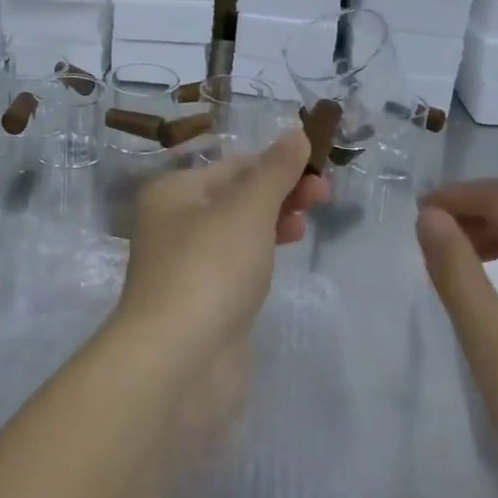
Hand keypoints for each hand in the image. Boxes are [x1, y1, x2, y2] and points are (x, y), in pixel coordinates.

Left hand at [113, 131, 326, 427]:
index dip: (278, 163)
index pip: (233, 166)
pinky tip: (280, 258)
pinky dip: (261, 256)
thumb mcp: (247, 208)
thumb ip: (275, 171)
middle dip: (280, 193)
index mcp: (174, 192)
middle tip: (324, 197)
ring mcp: (187, 267)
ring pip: (238, 232)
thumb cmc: (210, 268)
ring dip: (274, 222)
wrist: (177, 364)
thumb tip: (296, 134)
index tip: (320, 170)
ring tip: (305, 227)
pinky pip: (236, 267)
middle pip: (235, 197)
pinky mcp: (202, 304)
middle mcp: (173, 224)